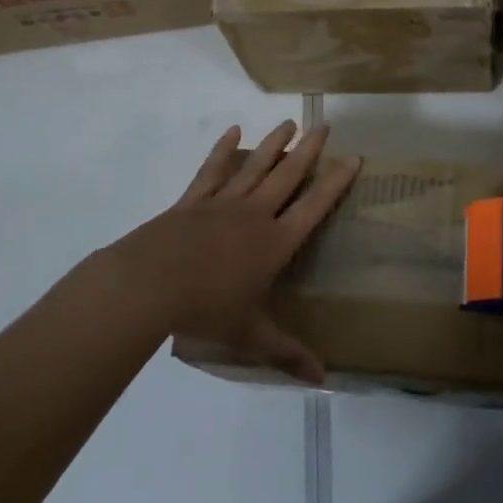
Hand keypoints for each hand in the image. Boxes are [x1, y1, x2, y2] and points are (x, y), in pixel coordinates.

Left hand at [111, 120, 358, 383]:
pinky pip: (212, 170)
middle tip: (324, 125)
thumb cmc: (206, 309)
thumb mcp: (250, 335)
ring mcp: (222, 203)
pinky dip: (223, 150)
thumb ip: (287, 353)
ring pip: (254, 166)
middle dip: (308, 150)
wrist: (149, 285)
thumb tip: (324, 381)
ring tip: (289, 122)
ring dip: (273, 143)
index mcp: (274, 243)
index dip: (335, 182)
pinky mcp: (193, 201)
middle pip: (287, 175)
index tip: (353, 157)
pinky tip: (232, 131)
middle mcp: (254, 215)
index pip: (314, 207)